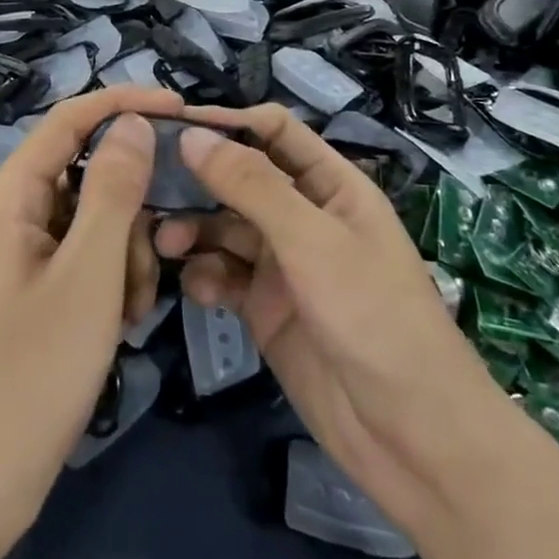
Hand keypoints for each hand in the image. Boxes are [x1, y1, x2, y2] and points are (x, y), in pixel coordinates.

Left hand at [0, 86, 180, 550]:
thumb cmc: (32, 374)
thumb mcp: (89, 275)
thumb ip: (115, 189)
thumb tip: (134, 122)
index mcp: (7, 196)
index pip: (69, 119)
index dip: (125, 104)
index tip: (183, 110)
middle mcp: (5, 214)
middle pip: (85, 174)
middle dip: (130, 210)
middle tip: (160, 256)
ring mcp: (14, 254)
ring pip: (89, 220)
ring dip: (123, 254)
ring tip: (131, 311)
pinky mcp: (25, 289)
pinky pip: (78, 258)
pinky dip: (107, 280)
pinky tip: (119, 324)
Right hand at [156, 106, 508, 536]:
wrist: (411, 437)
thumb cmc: (373, 316)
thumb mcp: (312, 241)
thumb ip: (251, 186)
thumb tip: (192, 135)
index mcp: (331, 184)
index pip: (273, 131)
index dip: (226, 122)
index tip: (170, 124)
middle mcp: (304, 216)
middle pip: (240, 178)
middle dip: (198, 179)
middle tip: (146, 185)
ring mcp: (284, 264)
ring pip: (225, 228)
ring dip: (194, 229)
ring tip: (164, 242)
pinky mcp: (266, 309)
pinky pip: (224, 276)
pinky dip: (206, 276)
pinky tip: (197, 290)